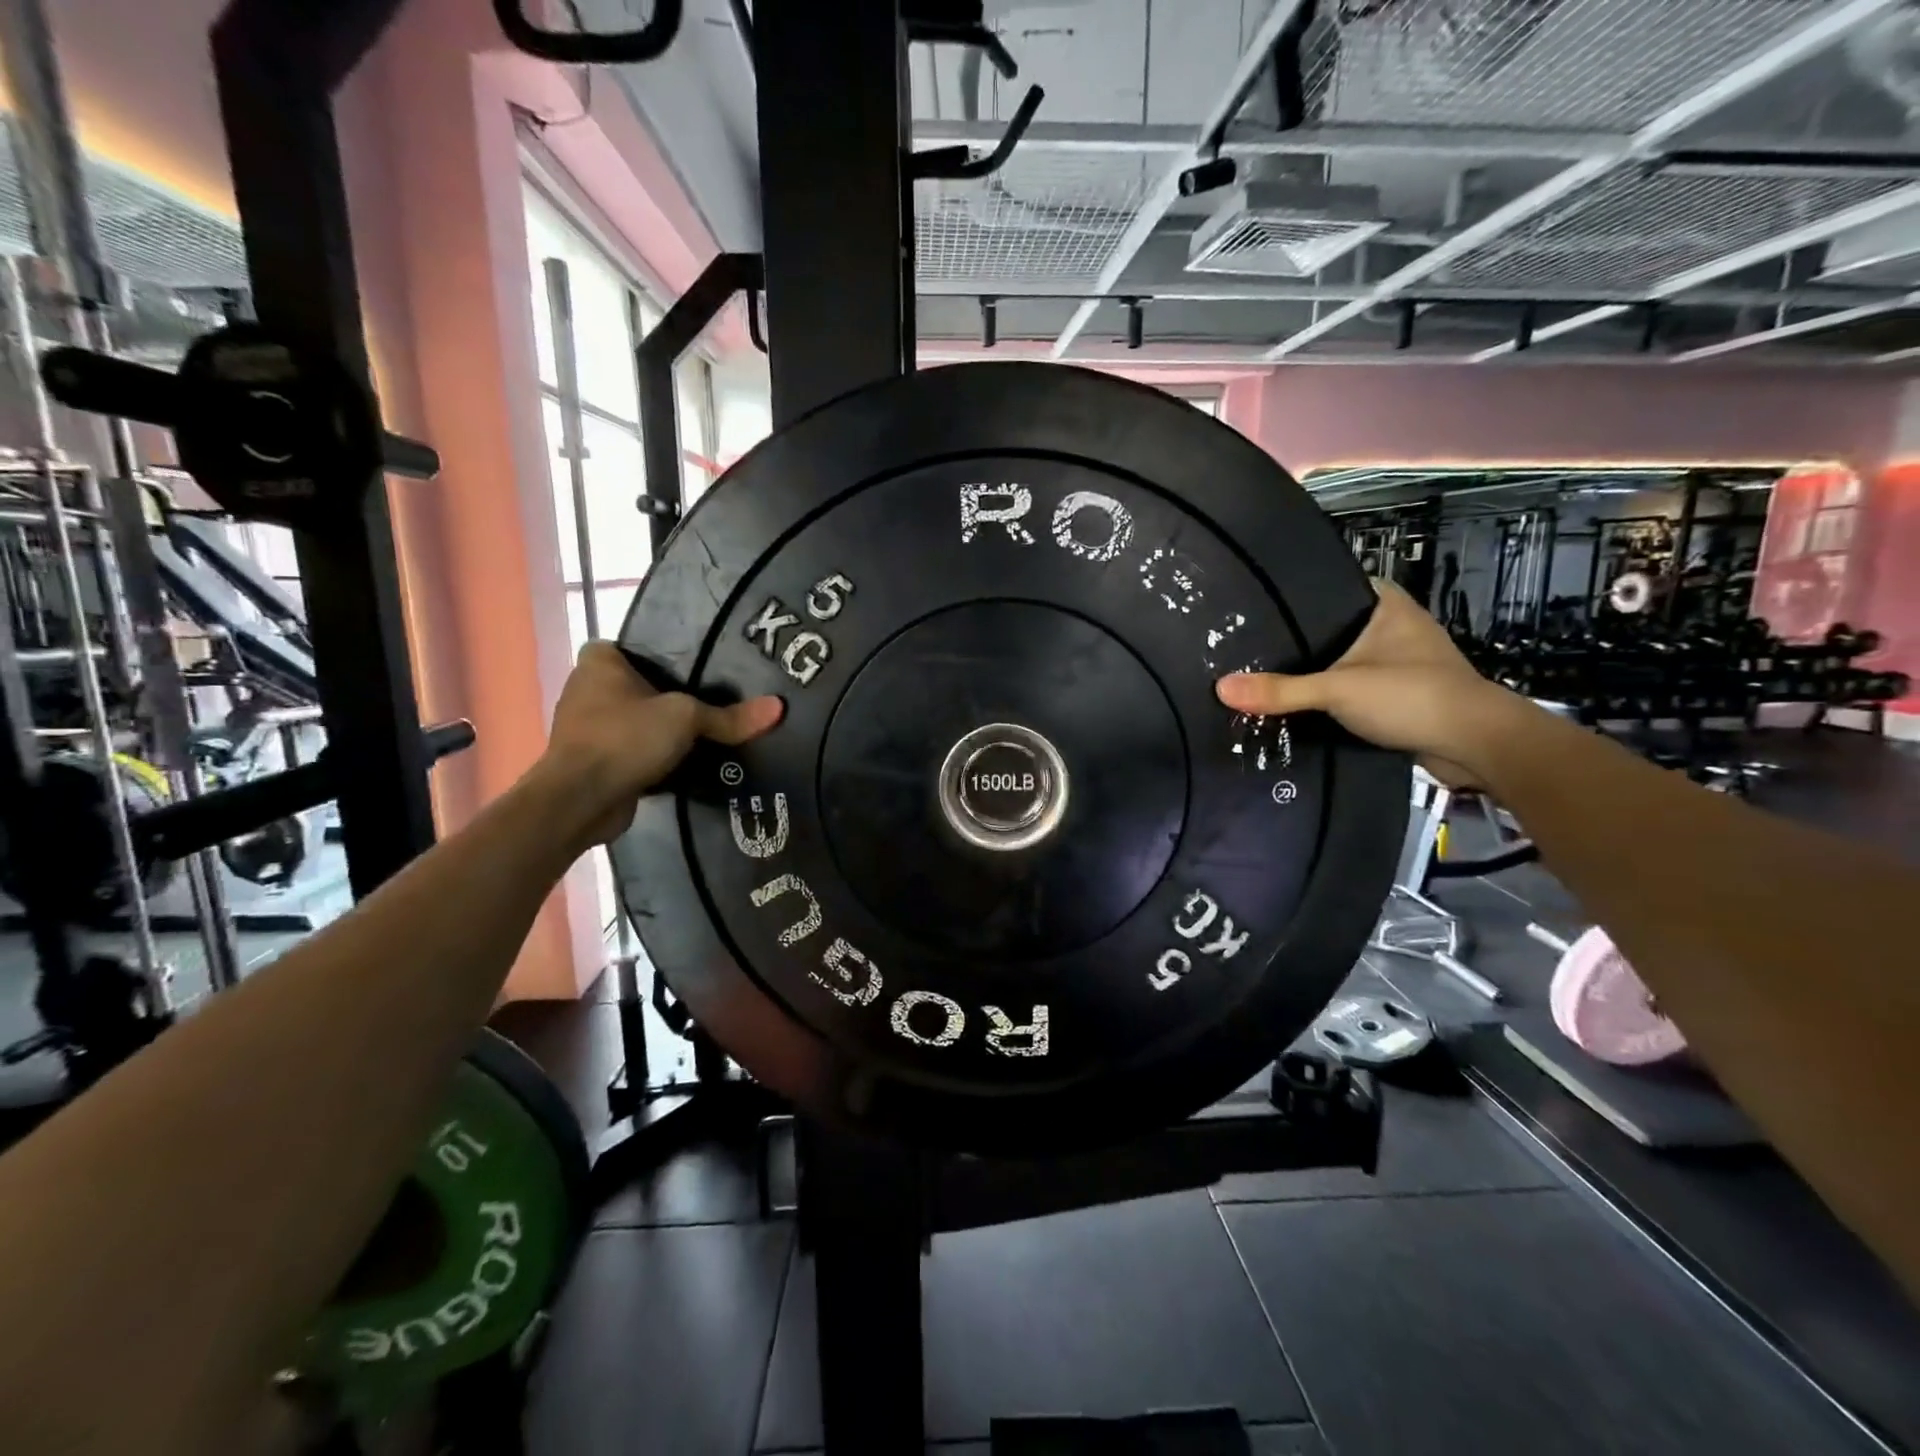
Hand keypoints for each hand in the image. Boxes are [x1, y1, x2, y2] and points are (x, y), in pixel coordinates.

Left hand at [540, 642, 783, 845]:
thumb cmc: (625, 738)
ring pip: (635, 721)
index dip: (662, 656)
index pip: (634, 647)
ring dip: (660, 730)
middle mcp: (586, 689)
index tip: (695, 669)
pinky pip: (631, 751)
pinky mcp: (593, 762)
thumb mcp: (686, 719)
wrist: (579, 800)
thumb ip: (729, 716)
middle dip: (668, 697)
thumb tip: (778, 708)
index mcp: (599, 663)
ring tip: (704, 733)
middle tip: (712, 700)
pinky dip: (651, 757)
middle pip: (639, 686)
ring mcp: (586, 728)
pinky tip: (683, 763)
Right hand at [1215, 581, 1519, 785]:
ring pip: (1341, 660)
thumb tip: (1220, 688)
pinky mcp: (1398, 694)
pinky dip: (1328, 695)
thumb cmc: (1412, 697)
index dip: (1293, 595)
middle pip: (1331, 626)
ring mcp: (1398, 661)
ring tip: (1260, 673)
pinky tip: (1295, 703)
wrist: (1476, 745)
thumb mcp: (1337, 690)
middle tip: (1245, 645)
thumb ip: (1280, 691)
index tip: (1254, 608)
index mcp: (1385, 604)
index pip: (1330, 586)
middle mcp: (1393, 626)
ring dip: (1311, 671)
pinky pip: (1351, 687)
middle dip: (1295, 639)